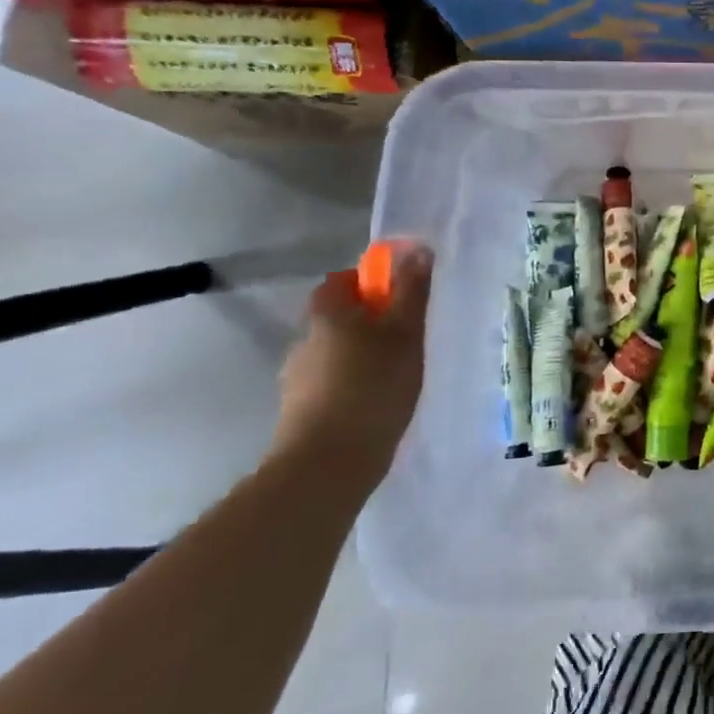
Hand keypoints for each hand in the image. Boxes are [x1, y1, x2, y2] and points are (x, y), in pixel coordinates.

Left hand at [274, 245, 432, 491]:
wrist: (327, 464)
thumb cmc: (373, 387)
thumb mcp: (405, 334)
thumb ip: (411, 292)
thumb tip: (416, 250)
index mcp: (327, 314)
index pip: (342, 281)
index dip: (370, 284)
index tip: (400, 300)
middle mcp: (304, 339)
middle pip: (338, 318)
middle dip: (368, 323)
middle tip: (407, 340)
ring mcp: (296, 378)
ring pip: (333, 353)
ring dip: (359, 358)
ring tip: (395, 378)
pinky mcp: (297, 411)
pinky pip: (329, 385)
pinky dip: (350, 386)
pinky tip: (375, 406)